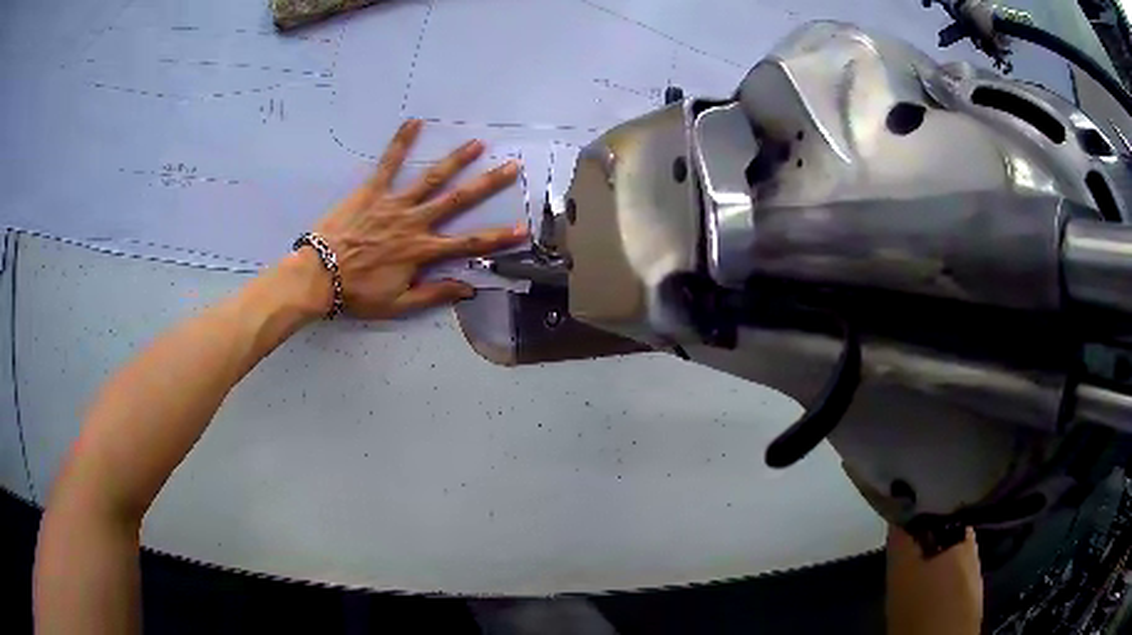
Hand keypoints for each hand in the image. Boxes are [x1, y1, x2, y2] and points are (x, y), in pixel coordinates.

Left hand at [308, 119, 527, 318]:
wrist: (318, 276)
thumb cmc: (357, 292)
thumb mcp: (397, 304)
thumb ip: (434, 294)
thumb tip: (468, 288)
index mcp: (422, 251)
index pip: (468, 244)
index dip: (497, 238)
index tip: (521, 229)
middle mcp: (414, 222)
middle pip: (457, 201)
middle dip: (487, 184)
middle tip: (511, 167)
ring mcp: (393, 203)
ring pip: (430, 179)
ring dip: (455, 160)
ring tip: (476, 143)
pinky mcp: (371, 191)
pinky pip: (388, 163)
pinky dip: (401, 142)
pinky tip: (414, 122)